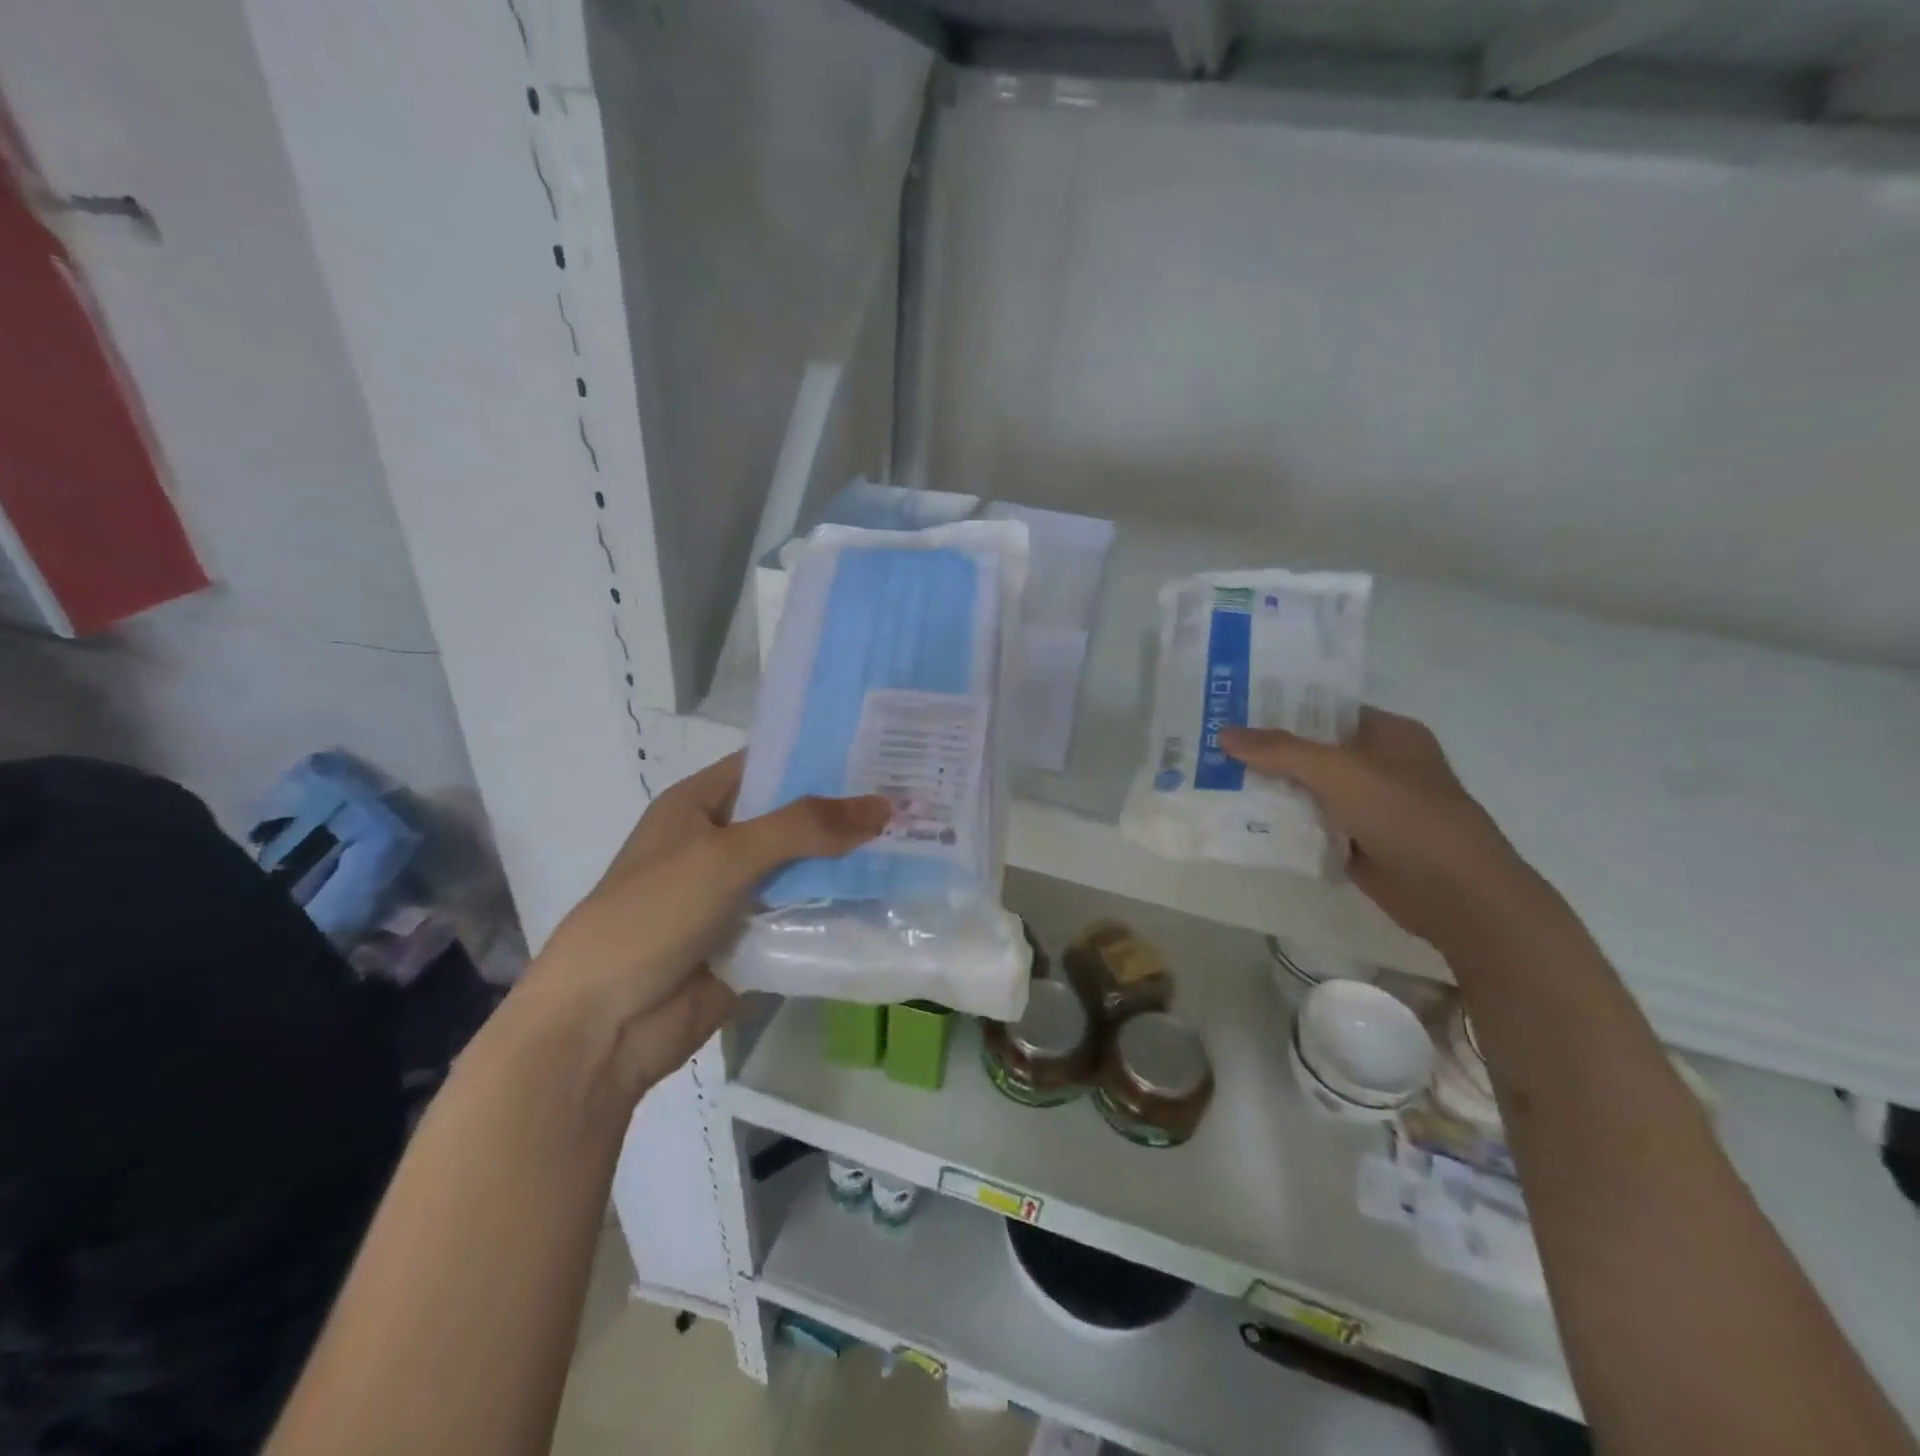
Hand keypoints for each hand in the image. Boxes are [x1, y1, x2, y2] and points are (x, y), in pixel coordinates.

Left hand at [531, 752, 889, 1097]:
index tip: (880, 751)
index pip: (767, 765)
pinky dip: (837, 908)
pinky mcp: (753, 940)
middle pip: (792, 818)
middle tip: (914, 799)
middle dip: (845, 812)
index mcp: (698, 805)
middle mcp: (719, 843)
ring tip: (917, 842)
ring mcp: (737, 895)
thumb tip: (884, 806)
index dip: (818, 757)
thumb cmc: (653, 915)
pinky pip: (803, 914)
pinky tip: (890, 897)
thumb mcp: (726, 855)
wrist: (603, 1026)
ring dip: (848, 862)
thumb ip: (804, 827)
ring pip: (803, 869)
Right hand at [1220, 710, 1566, 961]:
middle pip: (1311, 751)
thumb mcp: (1341, 772)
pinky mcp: (1356, 842)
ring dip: (1270, 789)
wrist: (1456, 895)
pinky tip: (1240, 818)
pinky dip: (1282, 823)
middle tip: (1211, 745)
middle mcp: (1378, 765)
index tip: (1232, 709)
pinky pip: (1310, 824)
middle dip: (1266, 751)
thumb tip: (1224, 734)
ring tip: (1214, 778)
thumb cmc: (1407, 816)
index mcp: (1388, 734)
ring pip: (1307, 790)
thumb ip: (1281, 751)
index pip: (1325, 710)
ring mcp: (1368, 806)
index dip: (1281, 708)